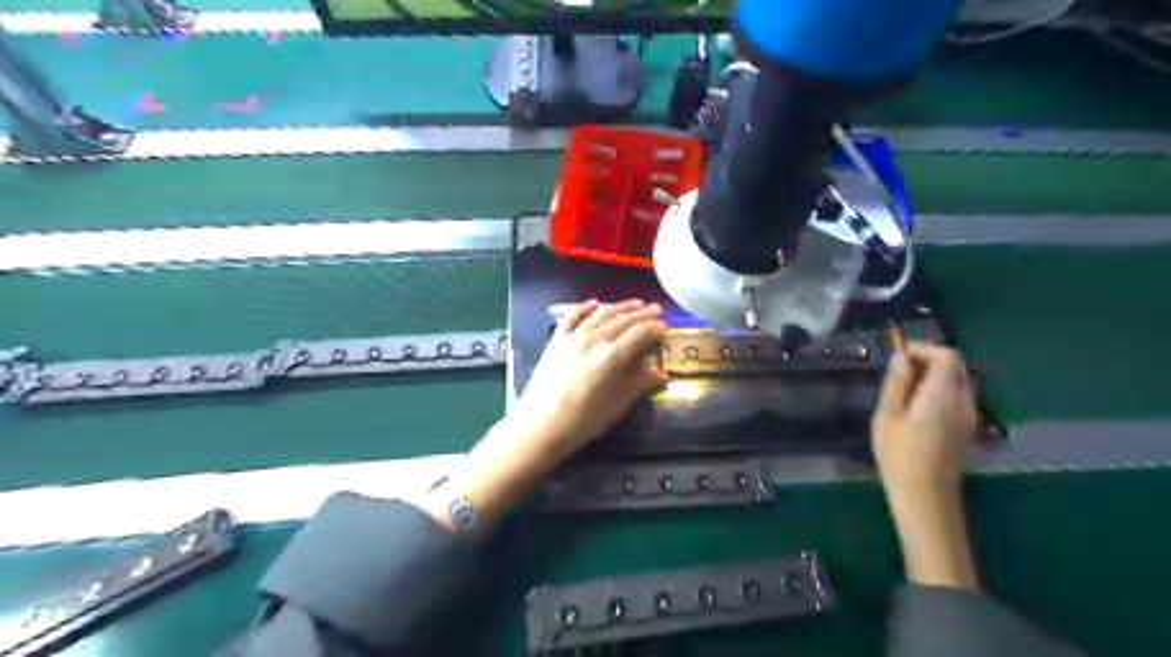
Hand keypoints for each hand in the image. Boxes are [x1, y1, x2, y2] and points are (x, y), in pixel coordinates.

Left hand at [502, 297, 667, 466]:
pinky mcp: (557, 340)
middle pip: (623, 320)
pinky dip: (584, 308)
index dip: (654, 327)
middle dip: (642, 314)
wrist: (541, 423)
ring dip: (620, 307)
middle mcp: (596, 339)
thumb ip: (639, 384)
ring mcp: (574, 337)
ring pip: (601, 315)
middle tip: (655, 308)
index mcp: (614, 356)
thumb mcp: (617, 404)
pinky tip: (594, 303)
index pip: (640, 333)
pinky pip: (572, 317)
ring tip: (634, 303)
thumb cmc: (584, 419)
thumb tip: (663, 377)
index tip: (664, 324)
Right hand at [874, 345, 979, 491]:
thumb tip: (902, 357)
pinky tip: (917, 407)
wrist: (924, 494)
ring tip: (905, 389)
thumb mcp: (887, 414)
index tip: (899, 357)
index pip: (947, 355)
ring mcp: (969, 416)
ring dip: (934, 376)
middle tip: (900, 370)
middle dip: (929, 360)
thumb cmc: (899, 453)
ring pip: (958, 382)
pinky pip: (958, 397)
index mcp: (943, 394)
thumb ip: (897, 382)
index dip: (923, 349)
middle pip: (956, 366)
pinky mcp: (966, 428)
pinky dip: (940, 391)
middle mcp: (964, 400)